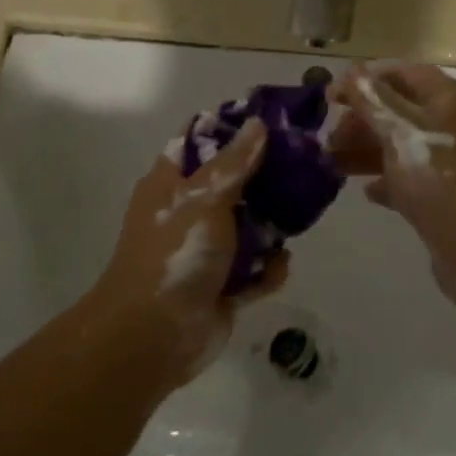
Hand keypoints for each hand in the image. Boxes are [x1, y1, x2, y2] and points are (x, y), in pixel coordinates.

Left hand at [89, 120, 287, 384]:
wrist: (153, 336)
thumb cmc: (175, 253)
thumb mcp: (204, 198)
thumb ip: (234, 163)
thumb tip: (258, 124)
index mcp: (171, 183)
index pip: (200, 140)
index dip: (232, 126)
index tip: (272, 119)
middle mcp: (187, 211)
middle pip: (232, 182)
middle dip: (265, 177)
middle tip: (303, 166)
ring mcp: (205, 250)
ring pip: (248, 226)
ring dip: (271, 226)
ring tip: (299, 217)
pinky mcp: (222, 286)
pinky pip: (254, 270)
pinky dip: (268, 269)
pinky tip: (280, 266)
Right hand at [331, 63, 455, 289]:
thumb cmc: (445, 183)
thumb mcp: (402, 135)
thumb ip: (372, 102)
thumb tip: (349, 71)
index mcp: (446, 100)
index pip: (402, 73)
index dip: (365, 80)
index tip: (329, 96)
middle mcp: (449, 124)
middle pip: (396, 109)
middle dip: (360, 119)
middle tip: (328, 138)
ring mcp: (447, 162)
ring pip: (397, 145)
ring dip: (364, 150)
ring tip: (330, 164)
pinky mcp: (443, 196)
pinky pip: (406, 178)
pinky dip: (384, 180)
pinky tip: (365, 192)